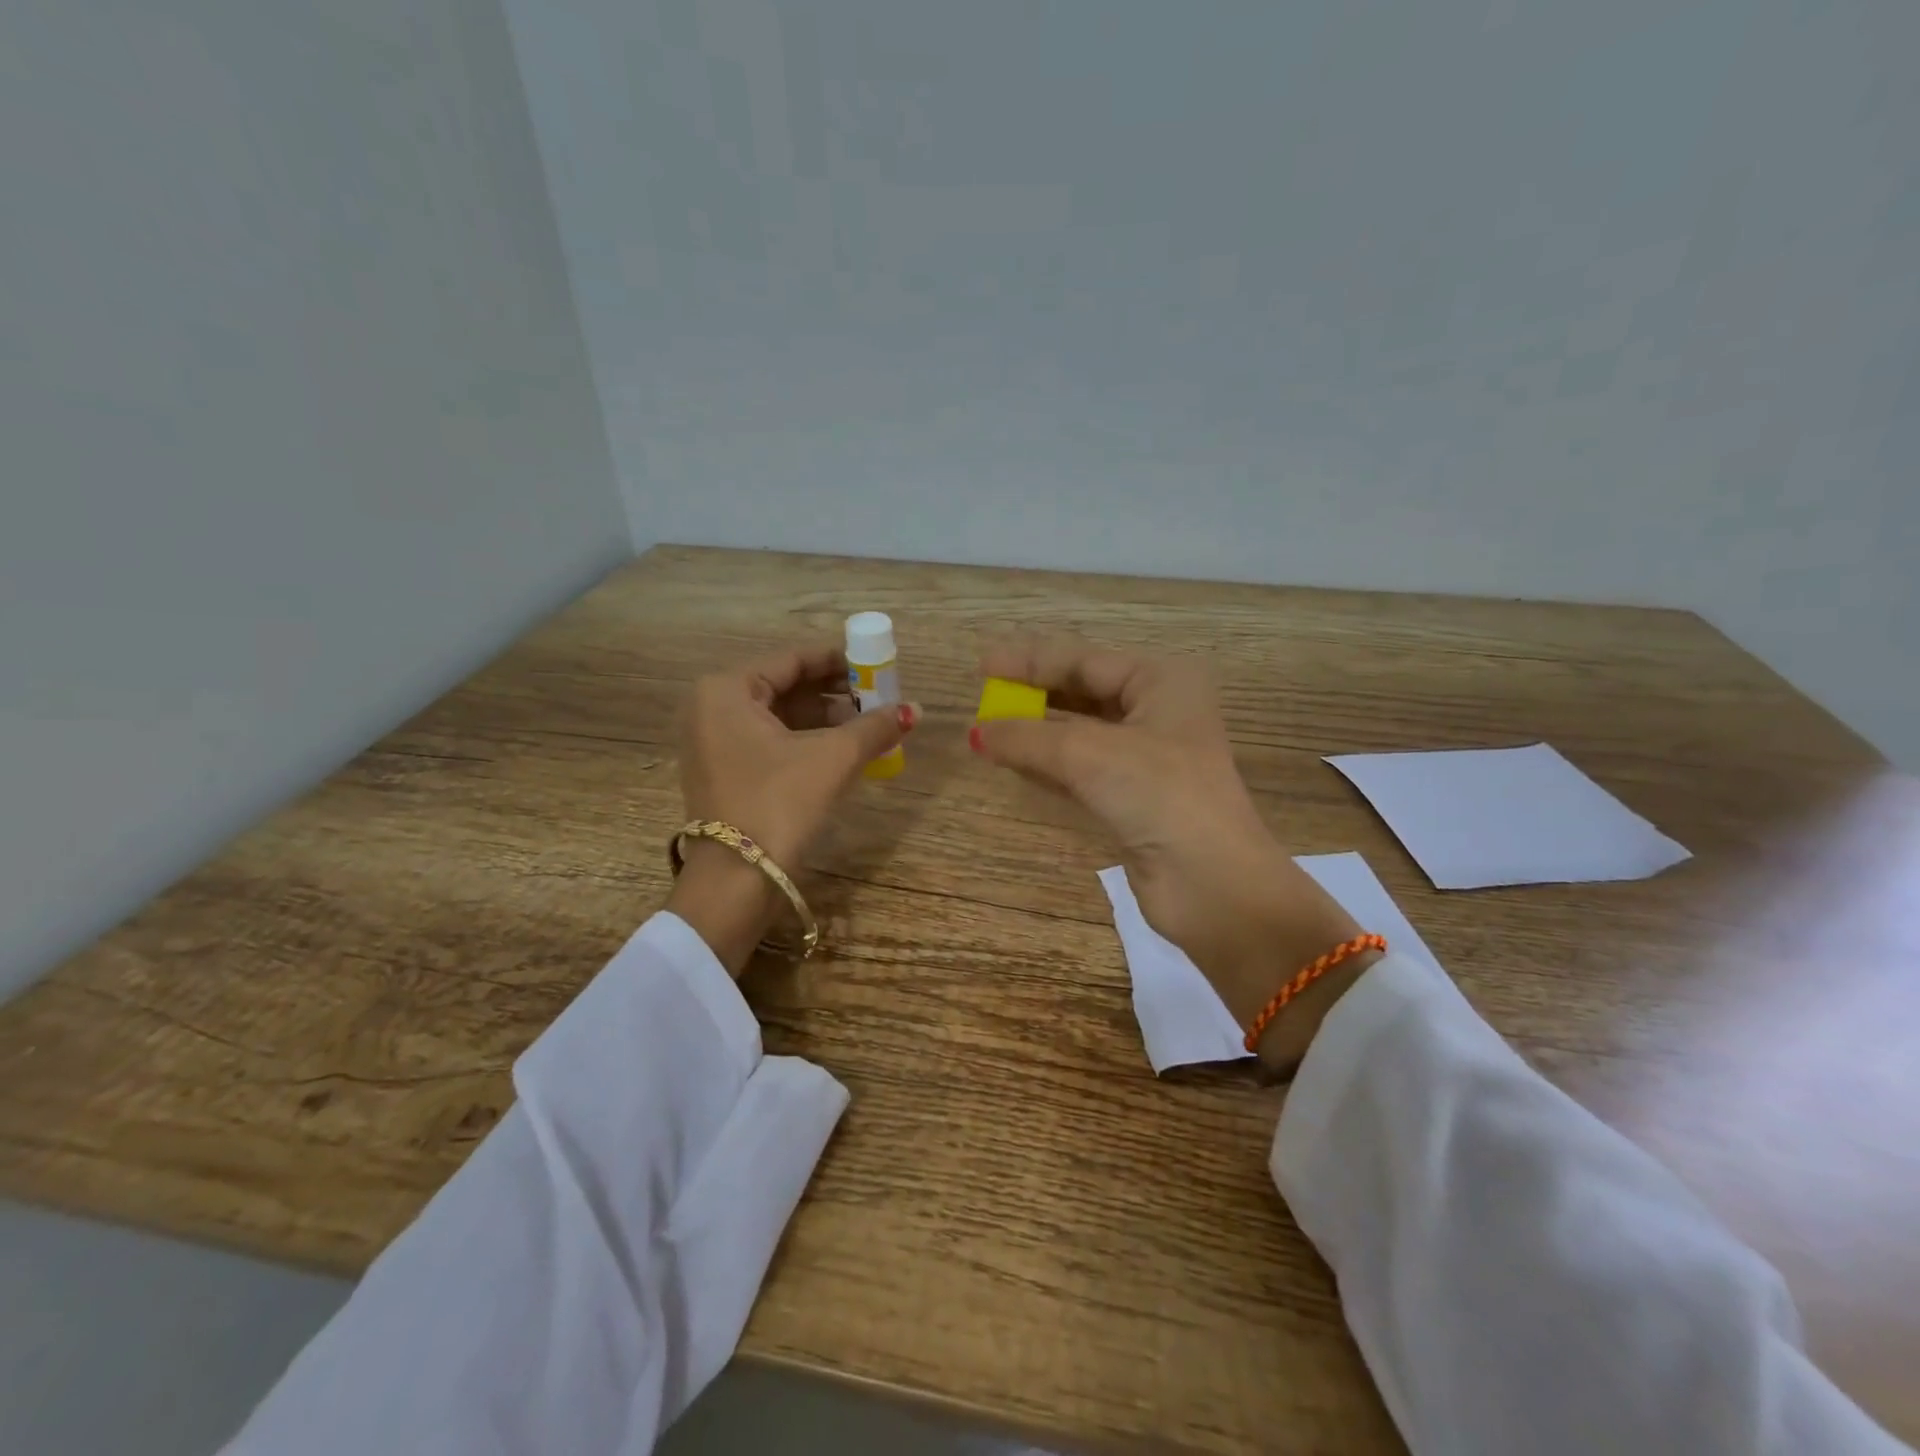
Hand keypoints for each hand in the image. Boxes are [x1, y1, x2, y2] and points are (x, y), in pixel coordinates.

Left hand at [667, 644, 917, 974]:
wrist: (736, 882)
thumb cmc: (779, 804)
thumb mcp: (832, 758)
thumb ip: (874, 727)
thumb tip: (916, 709)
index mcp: (726, 691)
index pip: (792, 659)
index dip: (838, 660)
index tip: (876, 663)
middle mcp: (712, 709)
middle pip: (785, 687)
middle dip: (834, 692)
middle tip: (878, 695)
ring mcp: (714, 744)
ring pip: (780, 717)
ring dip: (825, 719)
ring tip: (870, 724)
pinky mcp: (725, 773)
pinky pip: (771, 742)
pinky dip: (807, 741)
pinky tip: (845, 749)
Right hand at [971, 637, 1373, 1067]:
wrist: (1213, 884)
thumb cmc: (1159, 795)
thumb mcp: (1089, 754)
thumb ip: (1028, 737)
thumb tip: (977, 732)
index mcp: (1162, 681)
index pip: (1084, 660)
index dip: (1030, 662)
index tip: (983, 665)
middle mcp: (1158, 712)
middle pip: (1083, 692)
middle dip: (1033, 695)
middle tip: (984, 695)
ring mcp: (1147, 758)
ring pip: (1079, 733)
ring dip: (1036, 732)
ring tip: (987, 728)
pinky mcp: (1133, 798)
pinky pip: (1081, 770)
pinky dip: (1048, 765)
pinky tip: (1013, 762)